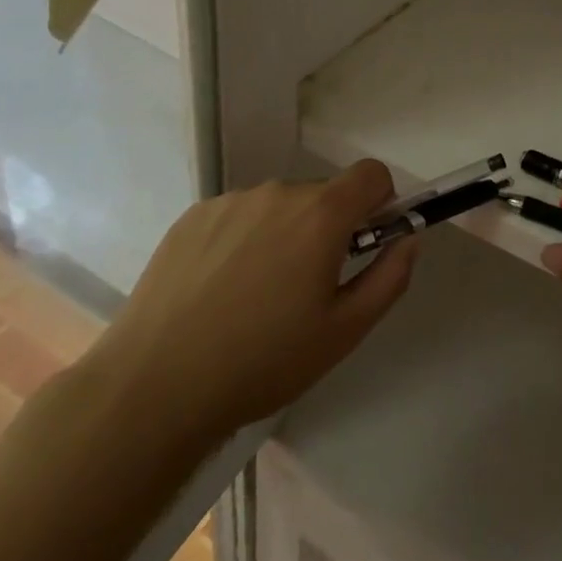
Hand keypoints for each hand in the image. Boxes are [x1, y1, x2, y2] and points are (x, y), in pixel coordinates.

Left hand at [85, 160, 413, 468]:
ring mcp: (229, 202)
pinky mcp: (191, 217)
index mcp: (321, 214)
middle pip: (323, 194)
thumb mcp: (345, 331)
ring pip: (278, 206)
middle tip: (308, 287)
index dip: (379, 202)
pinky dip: (243, 239)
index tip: (366, 242)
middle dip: (328, 227)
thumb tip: (407, 239)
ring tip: (256, 295)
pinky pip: (238, 215)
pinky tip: (219, 290)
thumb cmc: (263, 361)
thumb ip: (390, 276)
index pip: (371, 174)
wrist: (154, 387)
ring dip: (284, 233)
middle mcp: (277, 193)